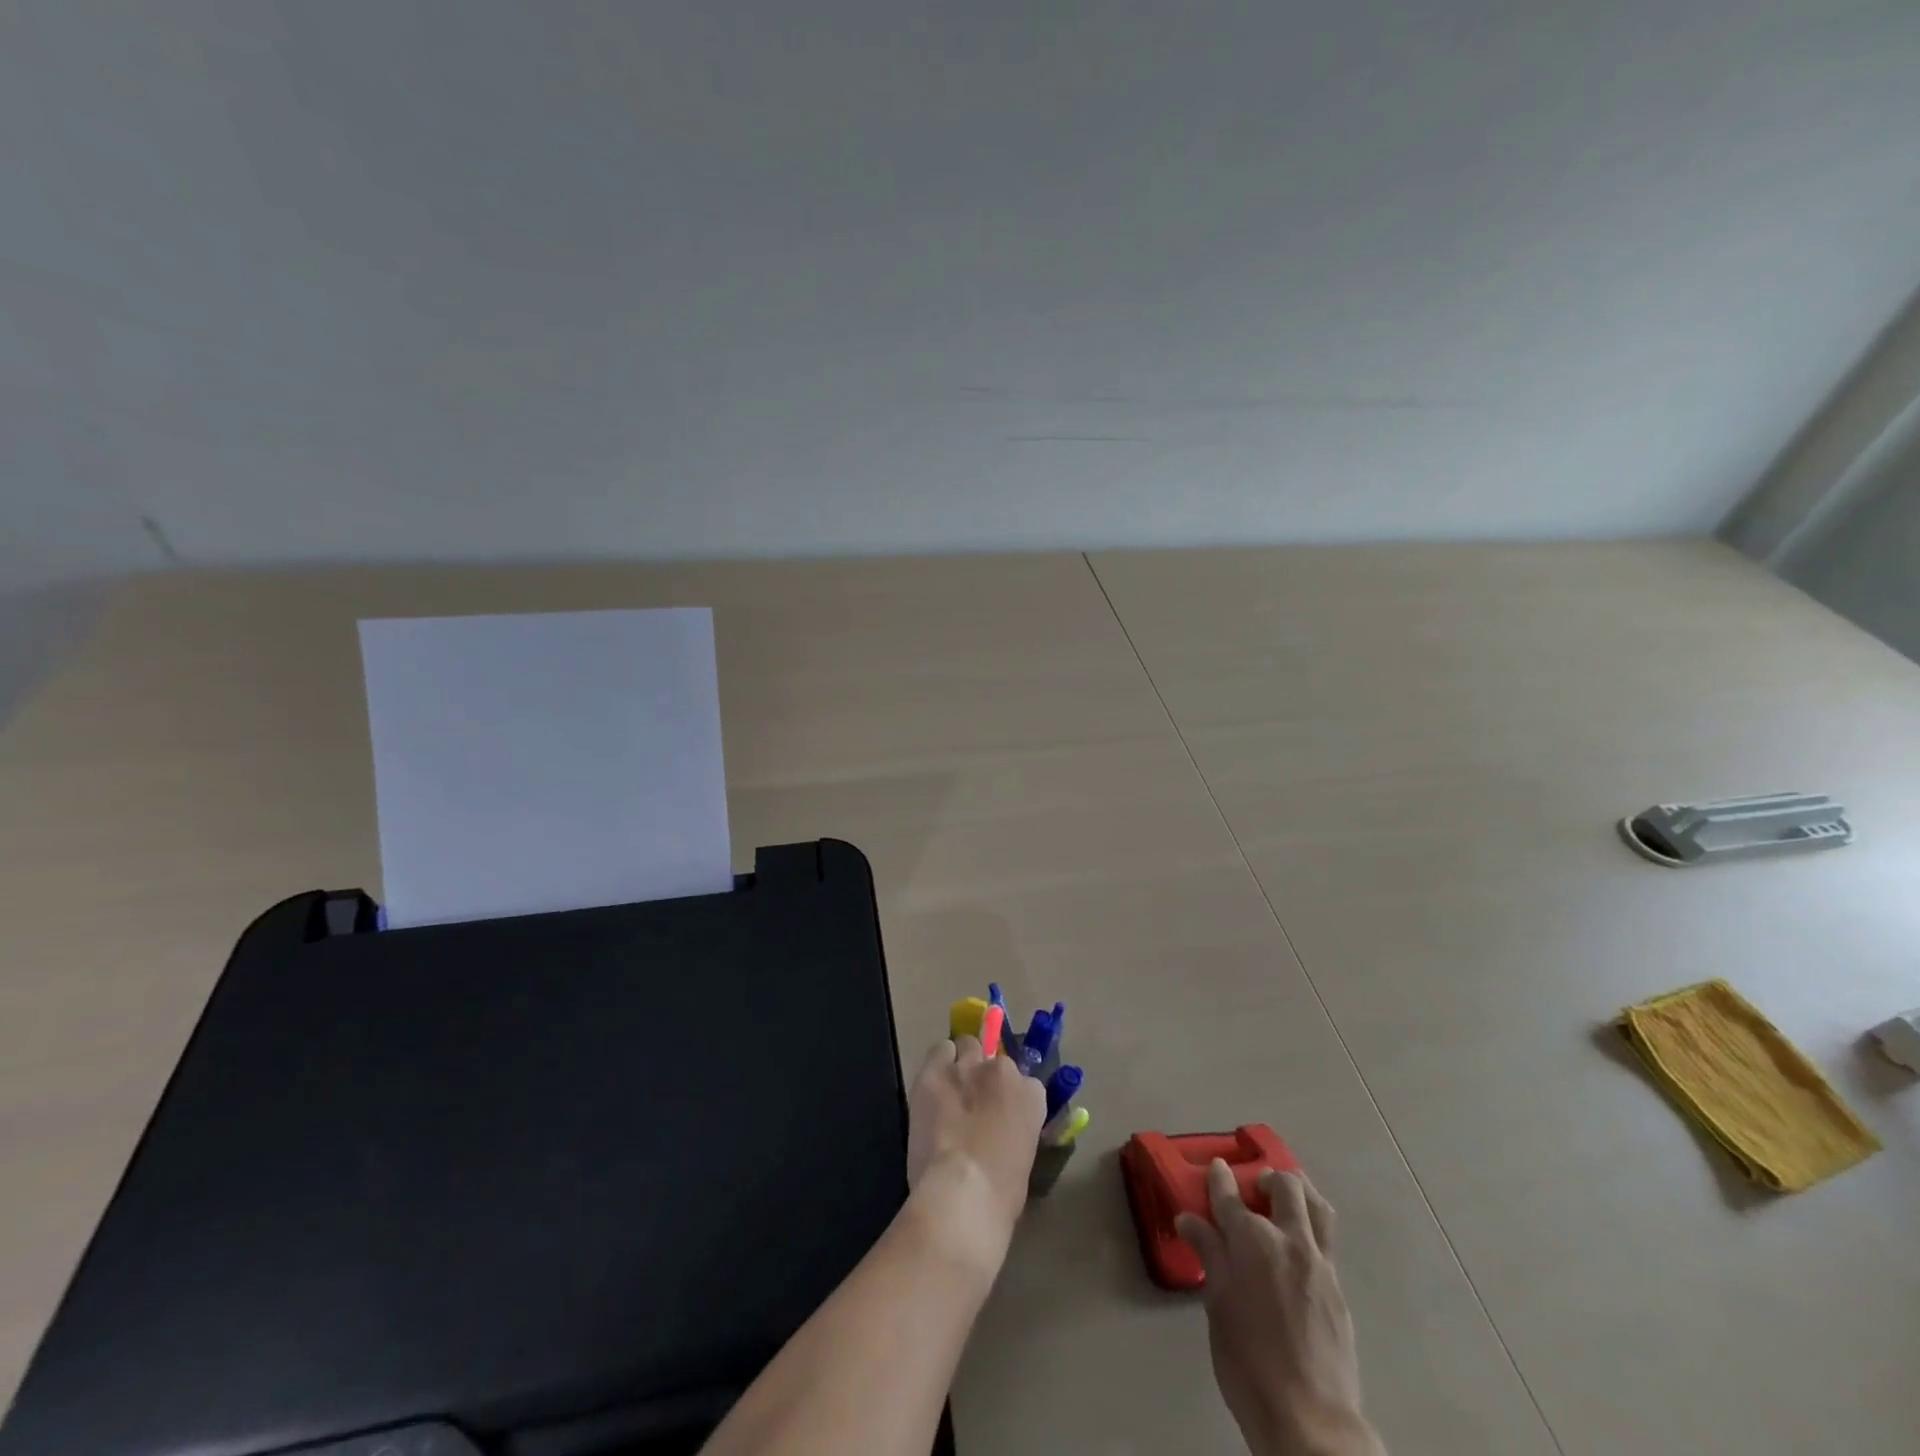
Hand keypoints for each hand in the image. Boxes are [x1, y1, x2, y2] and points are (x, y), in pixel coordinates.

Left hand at [904, 1035, 1046, 1276]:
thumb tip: (999, 1133)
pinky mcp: (935, 1070)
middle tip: (973, 1100)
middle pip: (994, 1058)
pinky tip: (932, 1086)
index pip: (1025, 1082)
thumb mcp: (1023, 1160)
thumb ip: (1015, 1132)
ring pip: (967, 1045)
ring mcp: (967, 1066)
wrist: (963, 1192)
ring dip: (961, 1063)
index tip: (1000, 1113)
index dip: (1009, 1097)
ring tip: (950, 1089)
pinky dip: (937, 1063)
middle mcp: (1002, 1071)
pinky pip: (939, 1050)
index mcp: (1031, 1096)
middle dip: (985, 1074)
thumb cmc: (1001, 1193)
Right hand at [1176, 1162, 1382, 1455]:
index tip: (1216, 1168)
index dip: (1220, 1178)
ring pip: (1317, 1206)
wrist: (1309, 1419)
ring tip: (1284, 1200)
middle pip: (1285, 1187)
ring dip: (1300, 1192)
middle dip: (1267, 1179)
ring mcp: (1320, 1264)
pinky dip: (1311, 1227)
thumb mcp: (1217, 1304)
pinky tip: (1297, 1248)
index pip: (1230, 1195)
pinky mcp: (1339, 1289)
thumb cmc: (1248, 1361)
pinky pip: (1326, 1240)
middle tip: (1253, 1189)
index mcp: (1253, 1241)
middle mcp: (1290, 1240)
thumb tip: (1188, 1219)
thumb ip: (1208, 1254)